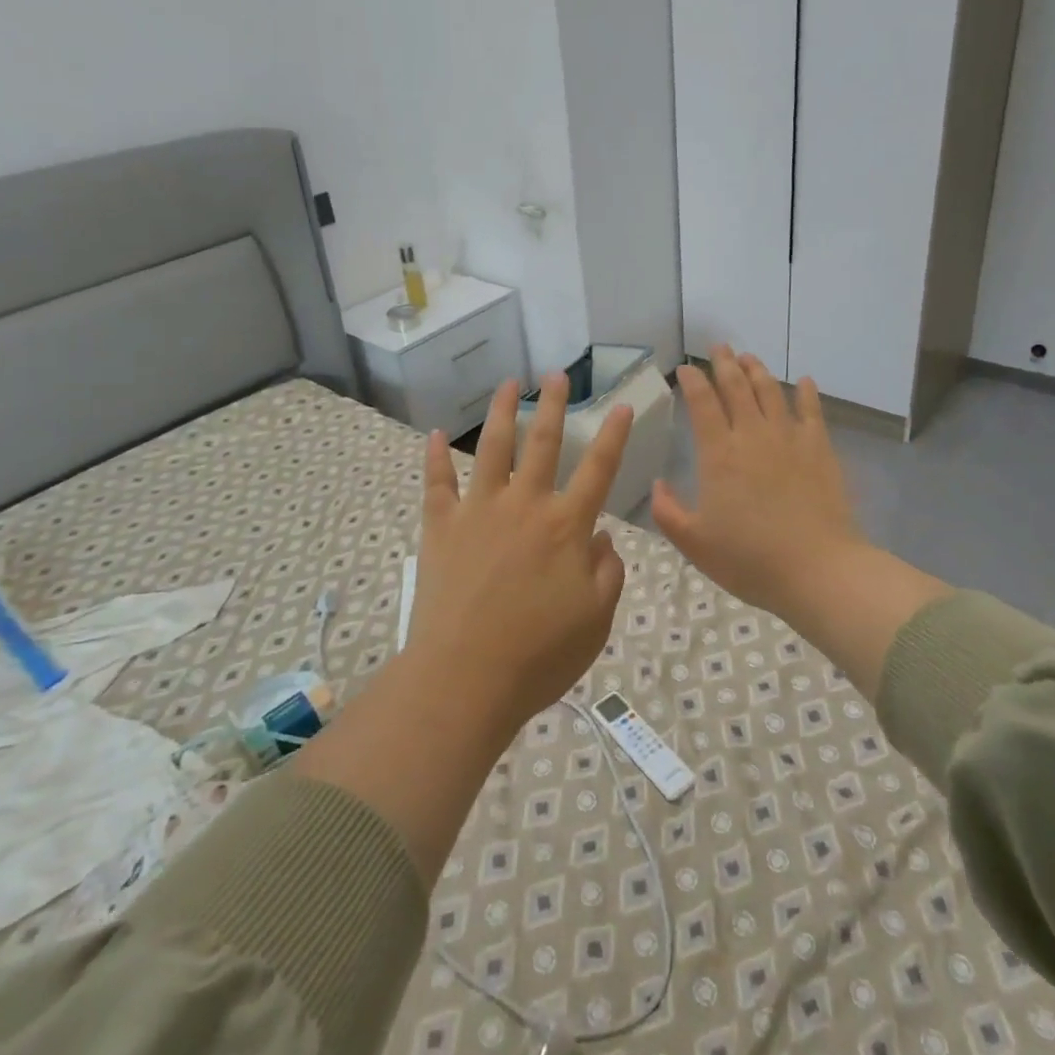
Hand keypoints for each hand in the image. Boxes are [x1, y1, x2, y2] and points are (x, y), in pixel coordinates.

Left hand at [412, 373, 633, 732]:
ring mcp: (478, 511)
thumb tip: (602, 537)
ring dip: (501, 413)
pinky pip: (437, 483)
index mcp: (566, 527)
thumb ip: (607, 573)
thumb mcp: (595, 620)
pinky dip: (434, 458)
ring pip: (491, 449)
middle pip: (543, 444)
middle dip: (554, 406)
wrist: (465, 678)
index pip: (599, 470)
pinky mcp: (441, 527)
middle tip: (557, 376)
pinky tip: (434, 435)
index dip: (613, 436)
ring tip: (507, 385)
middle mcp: (524, 506)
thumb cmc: (539, 655)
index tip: (621, 405)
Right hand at [651, 346, 863, 625]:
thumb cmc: (749, 560)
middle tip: (719, 347)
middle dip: (724, 363)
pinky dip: (807, 393)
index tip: (686, 368)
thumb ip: (668, 512)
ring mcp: (789, 439)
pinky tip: (805, 382)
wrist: (818, 570)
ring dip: (758, 370)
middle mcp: (752, 435)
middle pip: (737, 387)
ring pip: (771, 391)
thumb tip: (658, 484)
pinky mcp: (820, 449)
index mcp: (718, 454)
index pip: (702, 403)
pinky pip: (812, 411)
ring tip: (749, 357)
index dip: (693, 381)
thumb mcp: (694, 544)